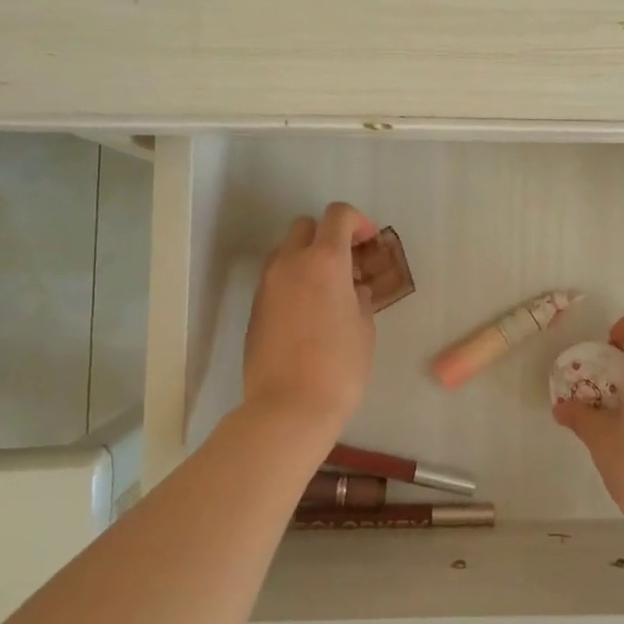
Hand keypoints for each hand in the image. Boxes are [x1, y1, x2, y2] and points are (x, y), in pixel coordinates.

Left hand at [243, 202, 377, 435]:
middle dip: (328, 236)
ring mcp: (267, 284)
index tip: (368, 242)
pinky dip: (293, 282)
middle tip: (348, 264)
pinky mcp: (255, 307)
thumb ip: (358, 295)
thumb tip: (351, 287)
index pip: (338, 215)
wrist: (287, 408)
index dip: (357, 221)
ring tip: (327, 291)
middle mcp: (290, 263)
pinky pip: (276, 279)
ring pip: (286, 252)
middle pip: (305, 226)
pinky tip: (308, 314)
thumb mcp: (364, 327)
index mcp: (325, 261)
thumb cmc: (339, 367)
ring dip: (307, 258)